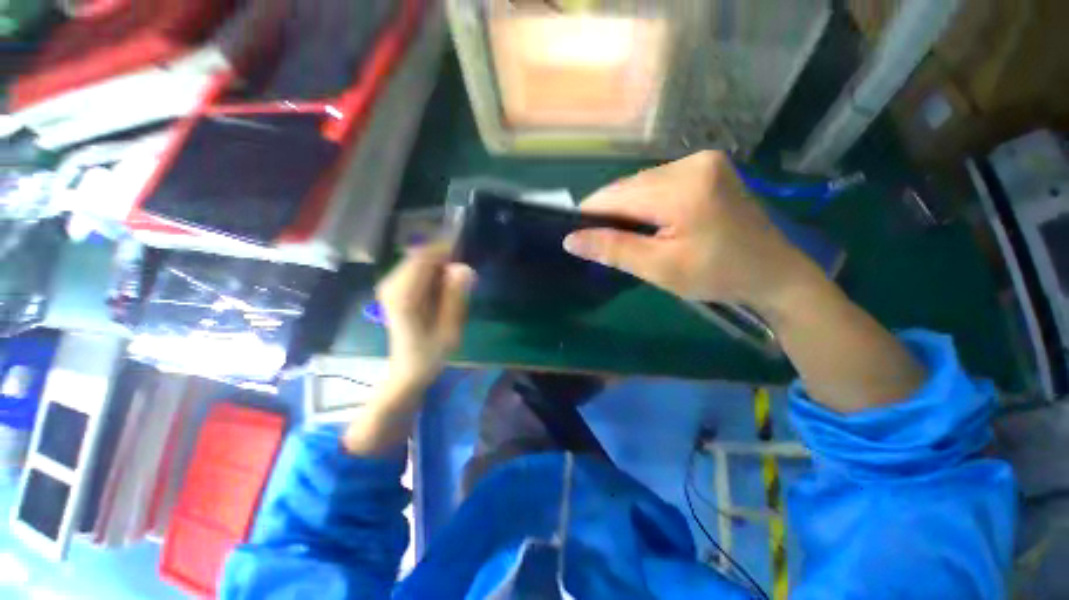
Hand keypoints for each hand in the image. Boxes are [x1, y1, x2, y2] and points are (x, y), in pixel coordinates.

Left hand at [376, 243, 475, 393]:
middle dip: (443, 260)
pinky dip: (431, 273)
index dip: (445, 250)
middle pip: (420, 256)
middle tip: (463, 278)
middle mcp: (391, 285)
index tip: (465, 255)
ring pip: (418, 261)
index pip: (423, 257)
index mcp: (404, 296)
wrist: (408, 368)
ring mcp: (389, 286)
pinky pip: (415, 269)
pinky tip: (441, 290)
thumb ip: (455, 297)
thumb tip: (464, 268)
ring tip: (454, 287)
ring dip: (439, 267)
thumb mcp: (450, 328)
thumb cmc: (431, 352)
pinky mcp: (392, 288)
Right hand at [562, 151, 821, 310]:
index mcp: (682, 188)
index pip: (615, 195)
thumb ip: (614, 249)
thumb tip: (570, 240)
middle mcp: (691, 162)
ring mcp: (702, 161)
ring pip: (641, 184)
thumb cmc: (717, 275)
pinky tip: (653, 222)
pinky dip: (647, 202)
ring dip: (629, 208)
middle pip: (628, 186)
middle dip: (612, 214)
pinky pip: (659, 183)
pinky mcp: (707, 167)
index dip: (591, 215)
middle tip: (611, 244)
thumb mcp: (660, 268)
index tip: (581, 237)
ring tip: (632, 236)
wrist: (773, 272)